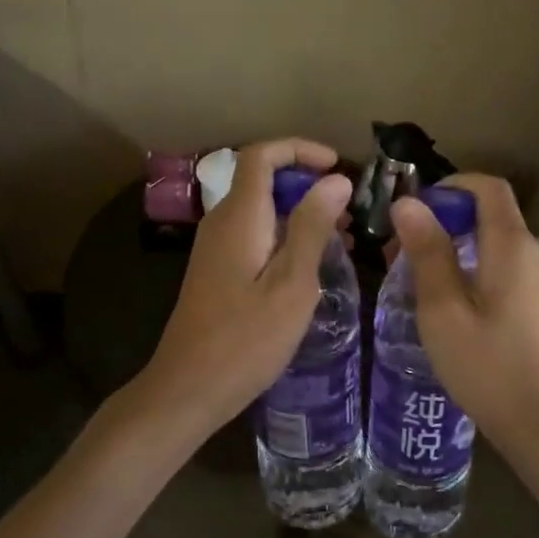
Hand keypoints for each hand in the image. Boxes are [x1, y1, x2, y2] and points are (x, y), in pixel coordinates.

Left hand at [140, 139, 352, 437]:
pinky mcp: (218, 270)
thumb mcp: (292, 283)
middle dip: (308, 184)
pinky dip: (286, 236)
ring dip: (301, 213)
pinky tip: (313, 266)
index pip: (262, 155)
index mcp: (239, 216)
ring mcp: (216, 247)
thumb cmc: (246, 339)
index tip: (338, 166)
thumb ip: (312, 226)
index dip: (300, 149)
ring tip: (343, 238)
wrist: (188, 388)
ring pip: (262, 209)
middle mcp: (222, 222)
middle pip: (263, 179)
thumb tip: (334, 180)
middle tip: (350, 212)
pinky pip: (255, 235)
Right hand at [389, 174, 538, 450]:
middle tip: (401, 251)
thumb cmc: (487, 366)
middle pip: (489, 214)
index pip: (488, 187)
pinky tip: (448, 302)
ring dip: (455, 247)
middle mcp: (534, 251)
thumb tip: (407, 203)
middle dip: (443, 221)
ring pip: (494, 243)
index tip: (414, 208)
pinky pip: (504, 266)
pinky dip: (473, 268)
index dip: (451, 186)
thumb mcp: (442, 309)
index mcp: (512, 245)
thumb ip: (427, 252)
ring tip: (415, 279)